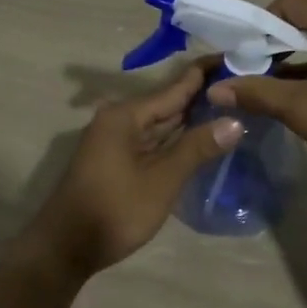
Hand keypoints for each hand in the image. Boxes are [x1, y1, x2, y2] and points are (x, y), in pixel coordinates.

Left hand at [24, 66, 241, 274]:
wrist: (65, 249)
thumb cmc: (114, 210)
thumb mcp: (162, 180)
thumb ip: (197, 147)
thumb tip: (235, 121)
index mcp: (125, 116)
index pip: (174, 87)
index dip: (204, 74)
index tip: (234, 58)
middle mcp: (119, 121)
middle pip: (167, 103)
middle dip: (202, 96)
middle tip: (241, 85)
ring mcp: (116, 142)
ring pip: (161, 124)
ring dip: (191, 118)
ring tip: (230, 105)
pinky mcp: (117, 162)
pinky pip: (153, 141)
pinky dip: (176, 139)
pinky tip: (200, 138)